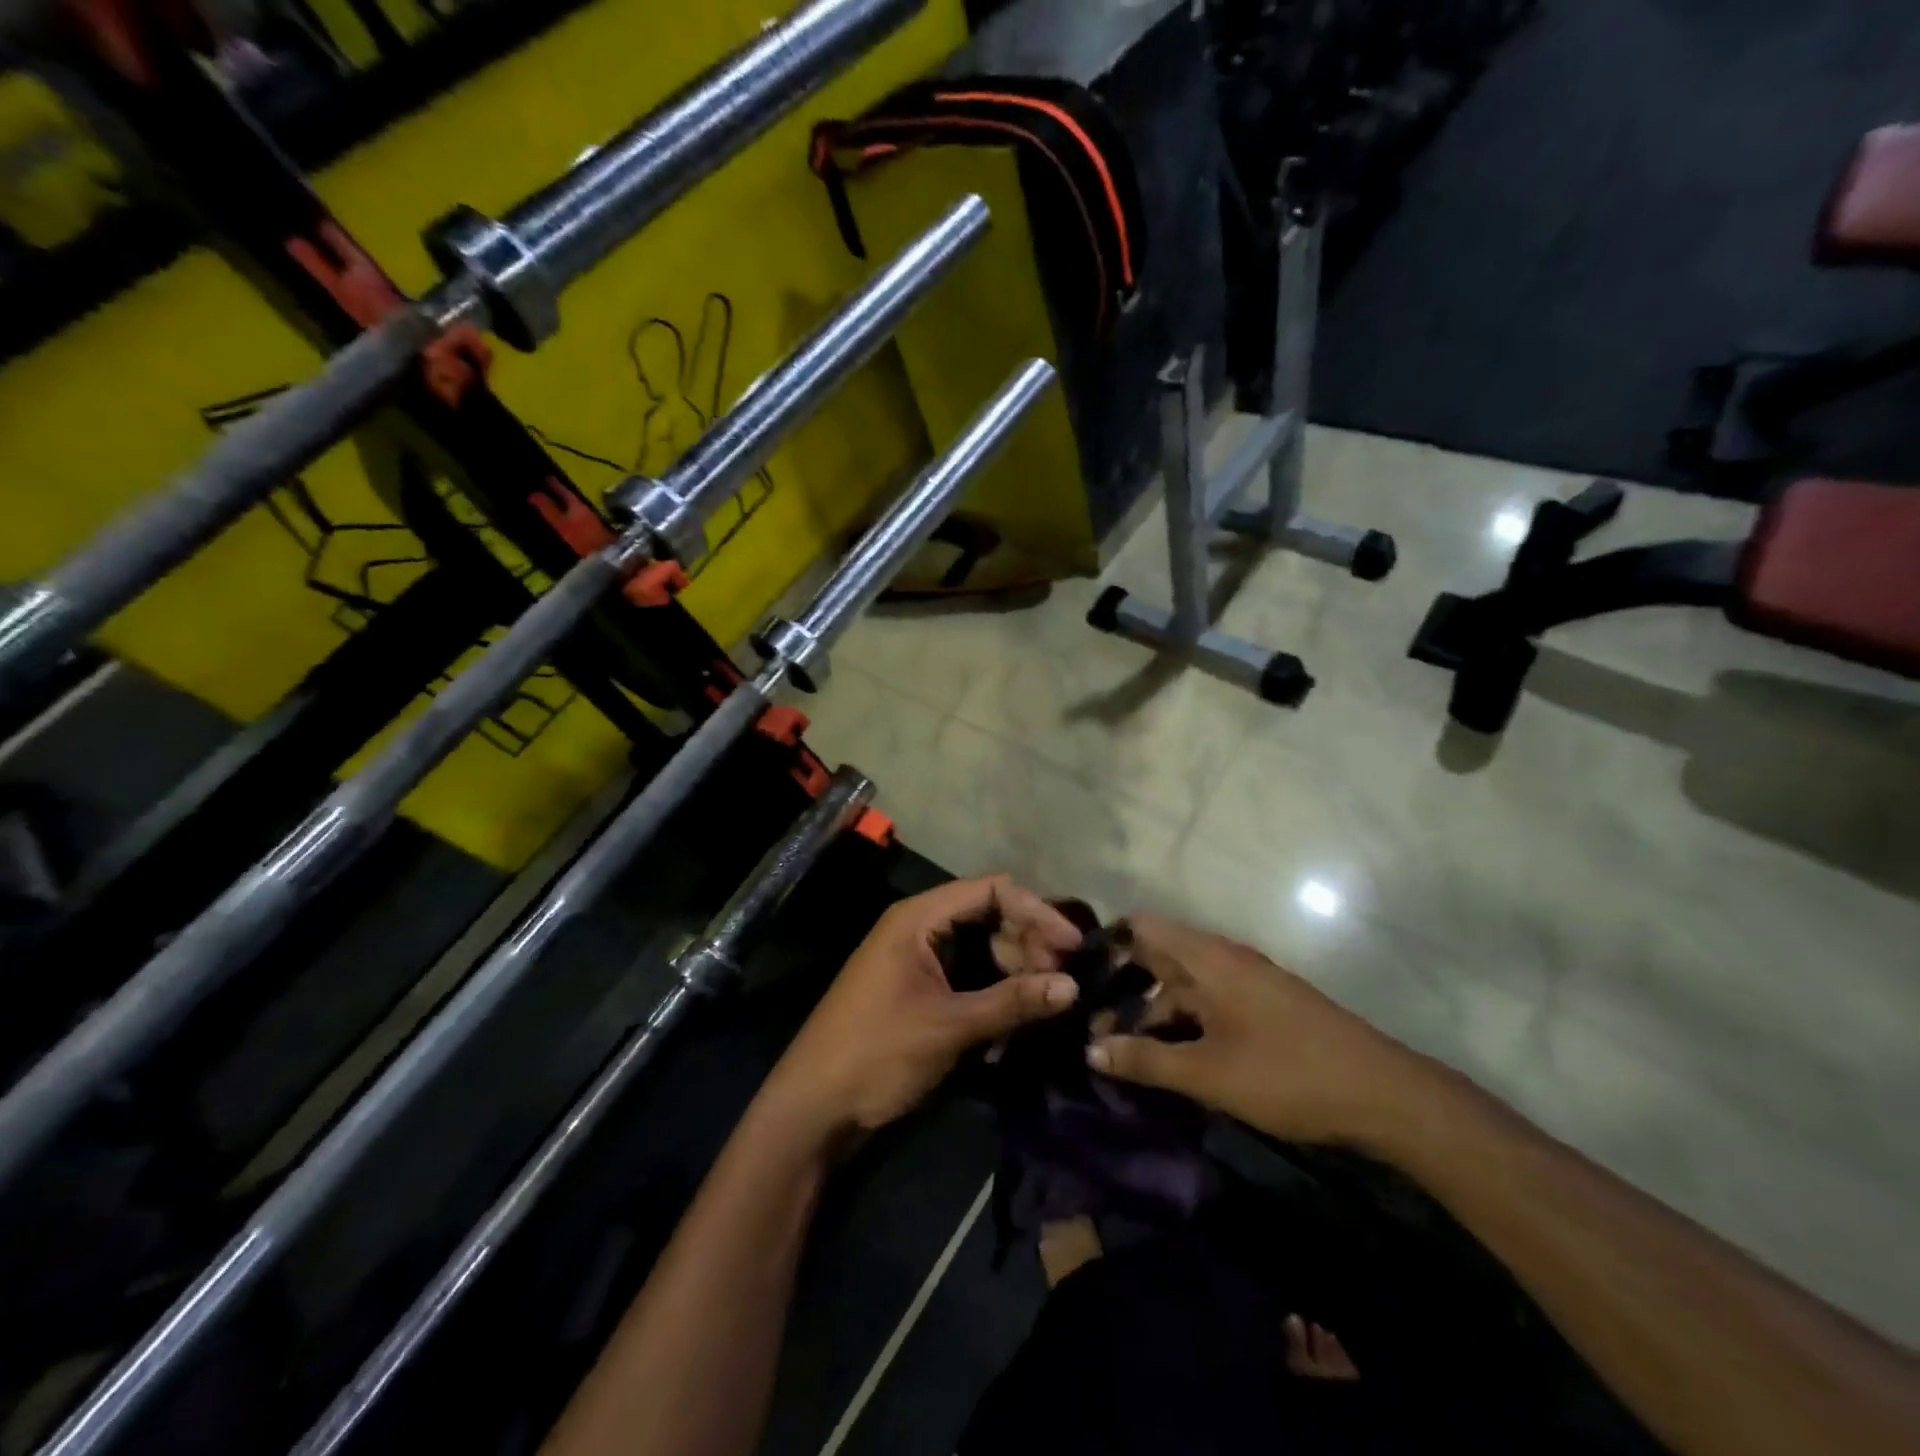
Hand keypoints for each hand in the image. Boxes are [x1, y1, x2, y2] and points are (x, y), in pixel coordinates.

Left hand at [764, 875, 1082, 1139]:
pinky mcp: (919, 989)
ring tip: (1045, 1004)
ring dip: (1015, 972)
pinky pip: (968, 976)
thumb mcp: (948, 1027)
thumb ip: (1011, 1002)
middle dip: (1028, 945)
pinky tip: (1017, 1021)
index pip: (991, 890)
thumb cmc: (876, 1053)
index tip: (1072, 945)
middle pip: (989, 917)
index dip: (1036, 911)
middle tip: (1061, 982)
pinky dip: (994, 992)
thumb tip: (1073, 986)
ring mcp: (918, 959)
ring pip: (981, 949)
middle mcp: (919, 928)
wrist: (813, 1107)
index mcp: (918, 918)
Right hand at [1086, 915, 1427, 1146]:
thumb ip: (1146, 1060)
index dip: (1108, 946)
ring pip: (1186, 984)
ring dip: (1155, 1011)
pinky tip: (1173, 1055)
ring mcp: (1249, 981)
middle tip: (1092, 1024)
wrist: (1384, 1095)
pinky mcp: (1265, 1006)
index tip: (1079, 979)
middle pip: (1160, 957)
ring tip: (1124, 1049)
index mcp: (1208, 958)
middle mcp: (1225, 958)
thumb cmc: (1287, 1075)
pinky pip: (1210, 1001)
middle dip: (1125, 987)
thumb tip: (1090, 1049)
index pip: (1142, 928)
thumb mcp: (1208, 1074)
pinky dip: (1185, 1021)